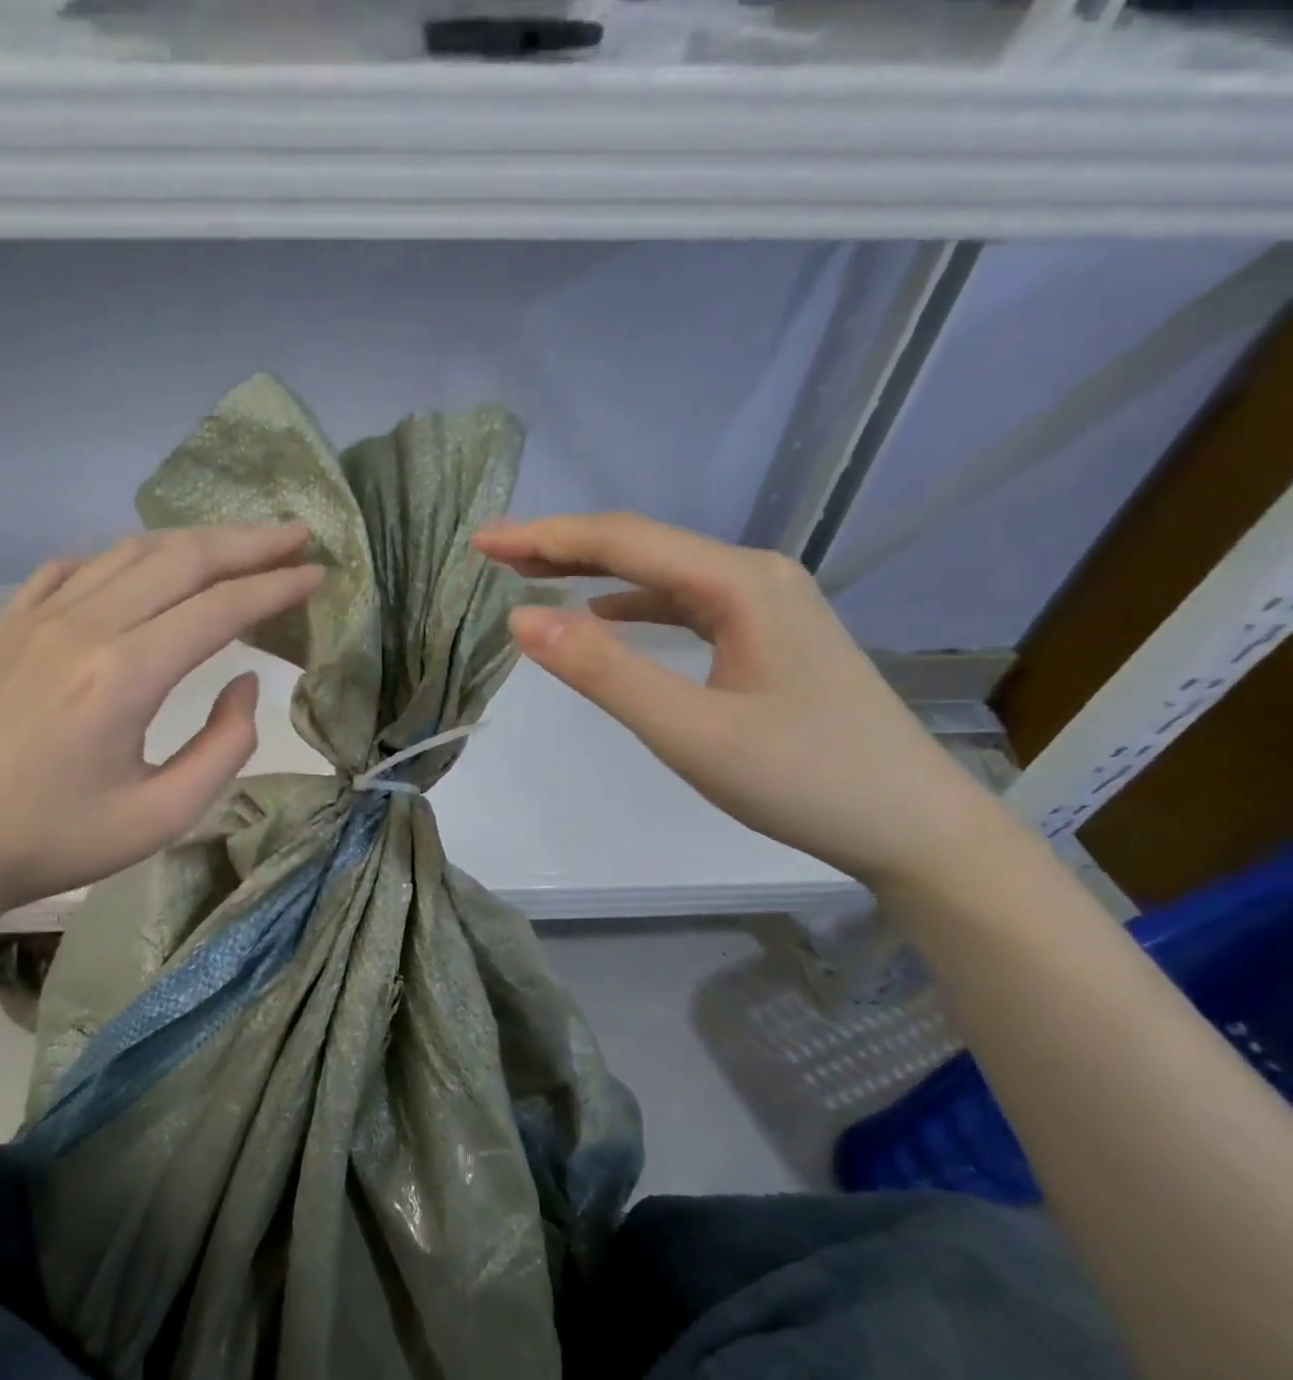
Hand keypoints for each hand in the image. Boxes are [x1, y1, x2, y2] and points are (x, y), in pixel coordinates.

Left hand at [0, 524, 321, 928]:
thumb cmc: (53, 841)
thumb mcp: (161, 816)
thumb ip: (224, 747)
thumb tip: (247, 685)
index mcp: (125, 674)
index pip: (222, 608)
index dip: (278, 586)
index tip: (318, 573)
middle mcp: (84, 625)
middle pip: (182, 559)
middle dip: (249, 543)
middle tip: (296, 534)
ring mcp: (36, 616)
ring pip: (130, 552)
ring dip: (192, 543)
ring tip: (235, 546)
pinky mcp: (6, 623)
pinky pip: (74, 567)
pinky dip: (122, 559)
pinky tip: (140, 572)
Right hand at [473, 513, 1003, 886]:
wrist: (913, 826)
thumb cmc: (802, 780)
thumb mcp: (689, 731)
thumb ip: (604, 672)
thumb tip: (522, 618)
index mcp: (738, 583)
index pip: (622, 542)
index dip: (544, 537)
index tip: (481, 542)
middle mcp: (754, 575)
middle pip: (641, 546)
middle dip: (560, 545)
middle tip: (492, 551)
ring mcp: (766, 604)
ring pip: (661, 574)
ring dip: (592, 572)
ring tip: (532, 574)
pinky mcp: (768, 636)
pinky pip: (684, 603)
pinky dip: (632, 604)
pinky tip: (604, 615)